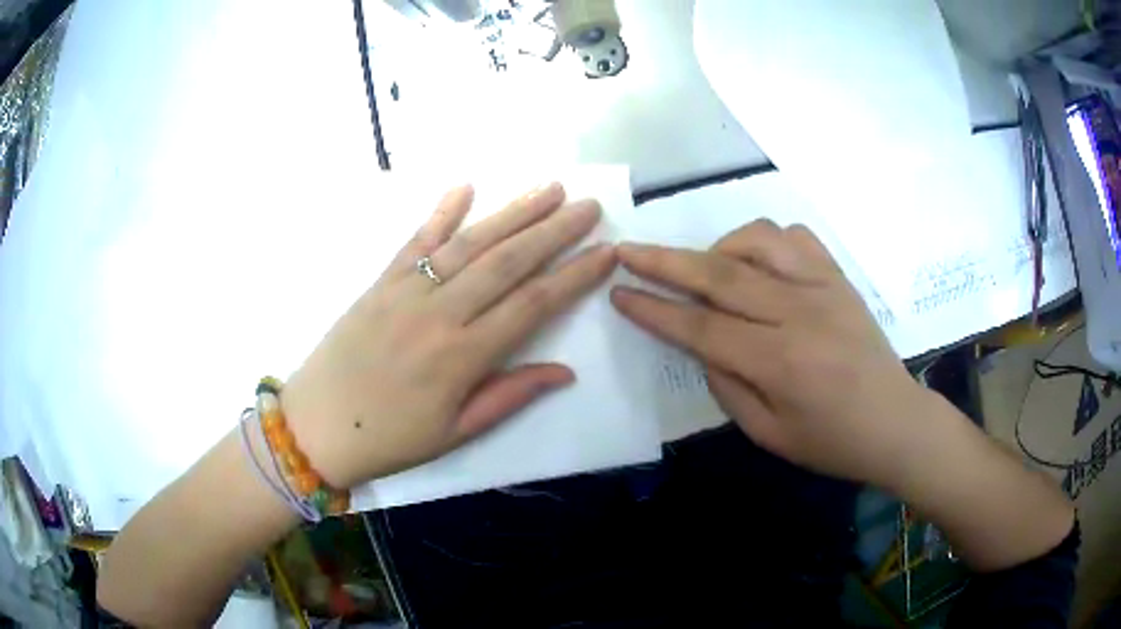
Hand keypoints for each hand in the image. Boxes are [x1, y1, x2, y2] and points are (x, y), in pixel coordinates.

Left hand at [281, 183, 615, 489]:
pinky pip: (415, 240)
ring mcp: (406, 290)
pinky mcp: (380, 281)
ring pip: (468, 242)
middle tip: (589, 205)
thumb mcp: (455, 432)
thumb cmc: (389, 438)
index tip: (607, 253)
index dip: (575, 276)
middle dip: (554, 230)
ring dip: (512, 212)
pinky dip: (440, 211)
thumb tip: (565, 371)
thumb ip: (509, 396)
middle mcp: (439, 312)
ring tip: (548, 188)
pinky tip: (466, 186)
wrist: (315, 425)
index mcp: (462, 356)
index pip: (533, 304)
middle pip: (507, 261)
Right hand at [610, 220, 926, 486]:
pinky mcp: (838, 276)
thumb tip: (700, 343)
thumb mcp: (768, 434)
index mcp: (780, 362)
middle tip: (627, 251)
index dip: (654, 310)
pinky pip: (794, 236)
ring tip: (707, 270)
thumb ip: (727, 386)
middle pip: (719, 274)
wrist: (895, 421)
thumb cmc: (831, 441)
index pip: (701, 327)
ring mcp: (822, 286)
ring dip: (718, 248)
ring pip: (756, 240)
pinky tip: (759, 263)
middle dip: (664, 262)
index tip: (619, 293)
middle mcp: (799, 312)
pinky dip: (765, 241)